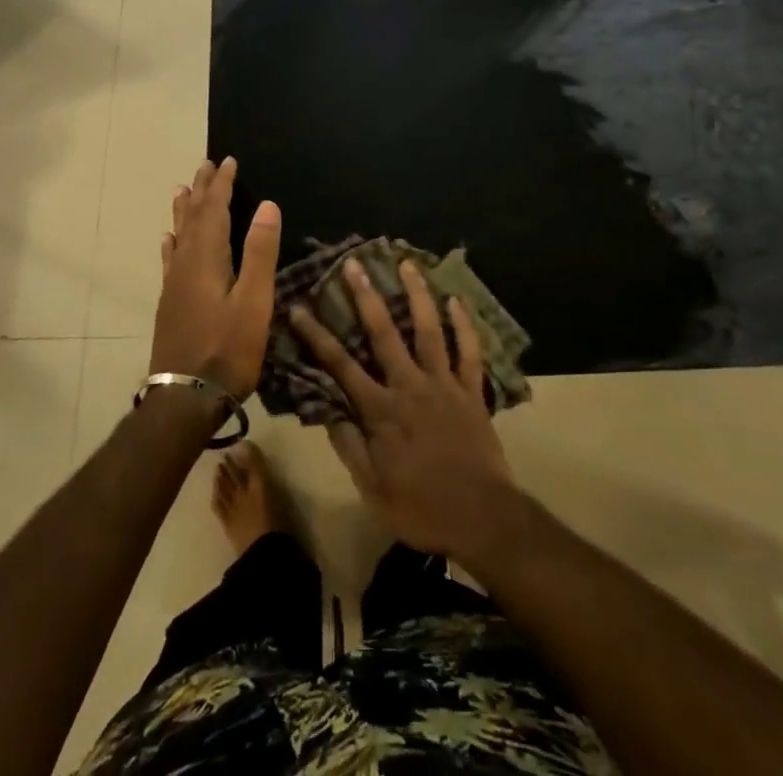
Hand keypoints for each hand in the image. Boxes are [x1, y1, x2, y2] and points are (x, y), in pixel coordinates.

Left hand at [152, 158, 280, 398]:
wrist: (186, 398)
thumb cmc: (228, 350)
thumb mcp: (254, 302)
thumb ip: (259, 253)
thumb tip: (267, 205)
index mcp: (207, 259)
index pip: (214, 210)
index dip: (221, 185)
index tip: (227, 161)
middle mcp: (185, 265)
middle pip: (193, 218)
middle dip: (201, 191)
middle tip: (204, 165)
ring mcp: (174, 285)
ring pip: (179, 237)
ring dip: (184, 212)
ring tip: (181, 190)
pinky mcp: (171, 304)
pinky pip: (170, 261)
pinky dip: (171, 244)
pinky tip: (168, 242)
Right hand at [291, 258, 518, 560]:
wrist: (483, 518)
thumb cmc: (422, 508)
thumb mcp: (372, 488)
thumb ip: (349, 446)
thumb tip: (326, 409)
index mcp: (381, 410)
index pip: (340, 365)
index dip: (317, 335)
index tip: (299, 307)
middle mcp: (410, 385)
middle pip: (384, 332)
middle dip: (366, 296)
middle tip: (354, 263)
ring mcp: (444, 384)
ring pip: (428, 330)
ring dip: (417, 295)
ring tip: (407, 264)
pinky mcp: (472, 391)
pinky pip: (469, 351)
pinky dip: (464, 325)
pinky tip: (457, 300)